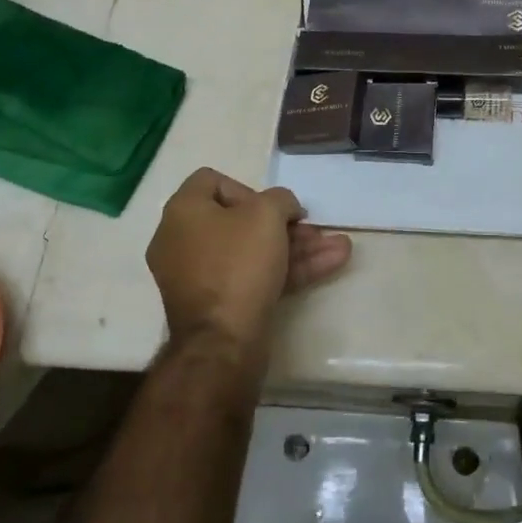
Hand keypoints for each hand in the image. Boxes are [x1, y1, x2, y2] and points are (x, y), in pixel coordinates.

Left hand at [146, 168, 351, 354]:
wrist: (223, 341)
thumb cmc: (239, 264)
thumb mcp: (267, 215)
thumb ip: (280, 199)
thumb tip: (283, 208)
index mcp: (183, 212)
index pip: (212, 181)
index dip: (248, 188)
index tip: (273, 207)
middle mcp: (183, 240)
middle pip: (239, 220)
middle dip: (285, 225)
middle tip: (314, 230)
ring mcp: (199, 276)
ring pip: (252, 251)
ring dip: (296, 247)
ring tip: (338, 247)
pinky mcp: (217, 305)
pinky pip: (252, 277)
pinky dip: (286, 270)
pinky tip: (330, 265)